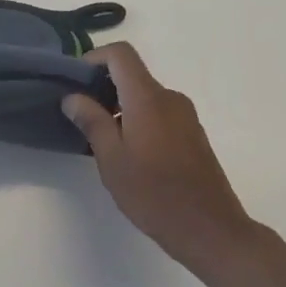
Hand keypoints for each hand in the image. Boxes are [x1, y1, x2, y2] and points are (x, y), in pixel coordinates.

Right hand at [63, 43, 261, 282]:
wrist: (212, 232)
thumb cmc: (155, 194)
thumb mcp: (112, 159)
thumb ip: (91, 121)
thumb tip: (73, 96)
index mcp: (148, 98)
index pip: (120, 54)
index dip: (94, 58)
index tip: (75, 82)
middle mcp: (170, 98)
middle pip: (131, 74)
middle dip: (102, 87)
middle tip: (80, 115)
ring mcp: (185, 116)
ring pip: (144, 96)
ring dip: (119, 106)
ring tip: (101, 140)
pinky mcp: (193, 135)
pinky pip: (158, 112)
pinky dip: (137, 119)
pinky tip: (129, 153)